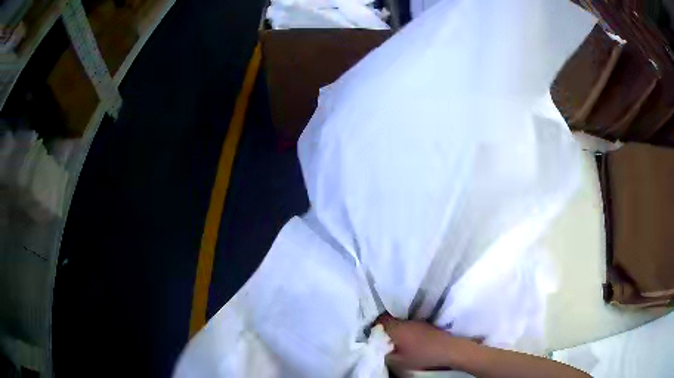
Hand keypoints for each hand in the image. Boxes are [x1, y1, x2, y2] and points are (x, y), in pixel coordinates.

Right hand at [375, 313, 472, 370]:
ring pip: (401, 324)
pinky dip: (407, 334)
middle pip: (390, 322)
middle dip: (385, 330)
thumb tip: (375, 347)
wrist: (449, 350)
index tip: (372, 336)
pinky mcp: (427, 326)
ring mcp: (418, 322)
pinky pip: (410, 327)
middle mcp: (406, 321)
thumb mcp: (397, 361)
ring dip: (397, 332)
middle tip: (383, 342)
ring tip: (396, 344)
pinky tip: (410, 343)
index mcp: (396, 328)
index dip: (374, 327)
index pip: (379, 320)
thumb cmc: (421, 356)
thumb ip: (383, 353)